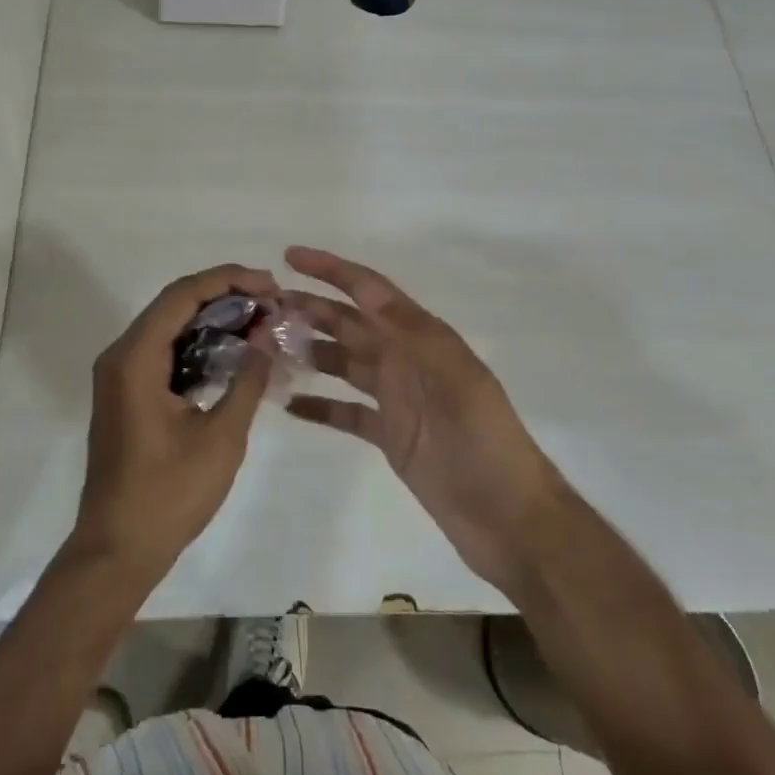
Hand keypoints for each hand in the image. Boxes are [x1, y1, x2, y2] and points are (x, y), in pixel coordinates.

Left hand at [68, 263, 279, 590]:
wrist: (117, 550)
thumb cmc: (168, 495)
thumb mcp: (221, 438)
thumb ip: (246, 379)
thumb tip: (267, 335)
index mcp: (136, 358)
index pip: (183, 294)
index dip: (229, 280)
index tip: (270, 285)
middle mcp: (121, 354)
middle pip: (175, 303)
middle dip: (225, 295)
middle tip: (271, 302)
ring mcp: (120, 373)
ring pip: (170, 325)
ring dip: (213, 318)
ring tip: (260, 321)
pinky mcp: (127, 392)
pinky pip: (164, 350)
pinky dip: (198, 343)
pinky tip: (233, 351)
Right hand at [282, 246, 569, 596]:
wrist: (510, 519)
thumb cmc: (483, 440)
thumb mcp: (452, 376)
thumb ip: (408, 330)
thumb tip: (366, 285)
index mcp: (421, 338)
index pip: (369, 291)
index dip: (331, 269)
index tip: (290, 256)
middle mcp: (405, 360)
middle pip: (349, 324)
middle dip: (310, 309)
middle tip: (264, 307)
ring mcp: (396, 399)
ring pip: (343, 363)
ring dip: (309, 352)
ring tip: (268, 349)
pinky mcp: (390, 436)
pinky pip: (346, 412)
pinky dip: (320, 406)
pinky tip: (289, 405)